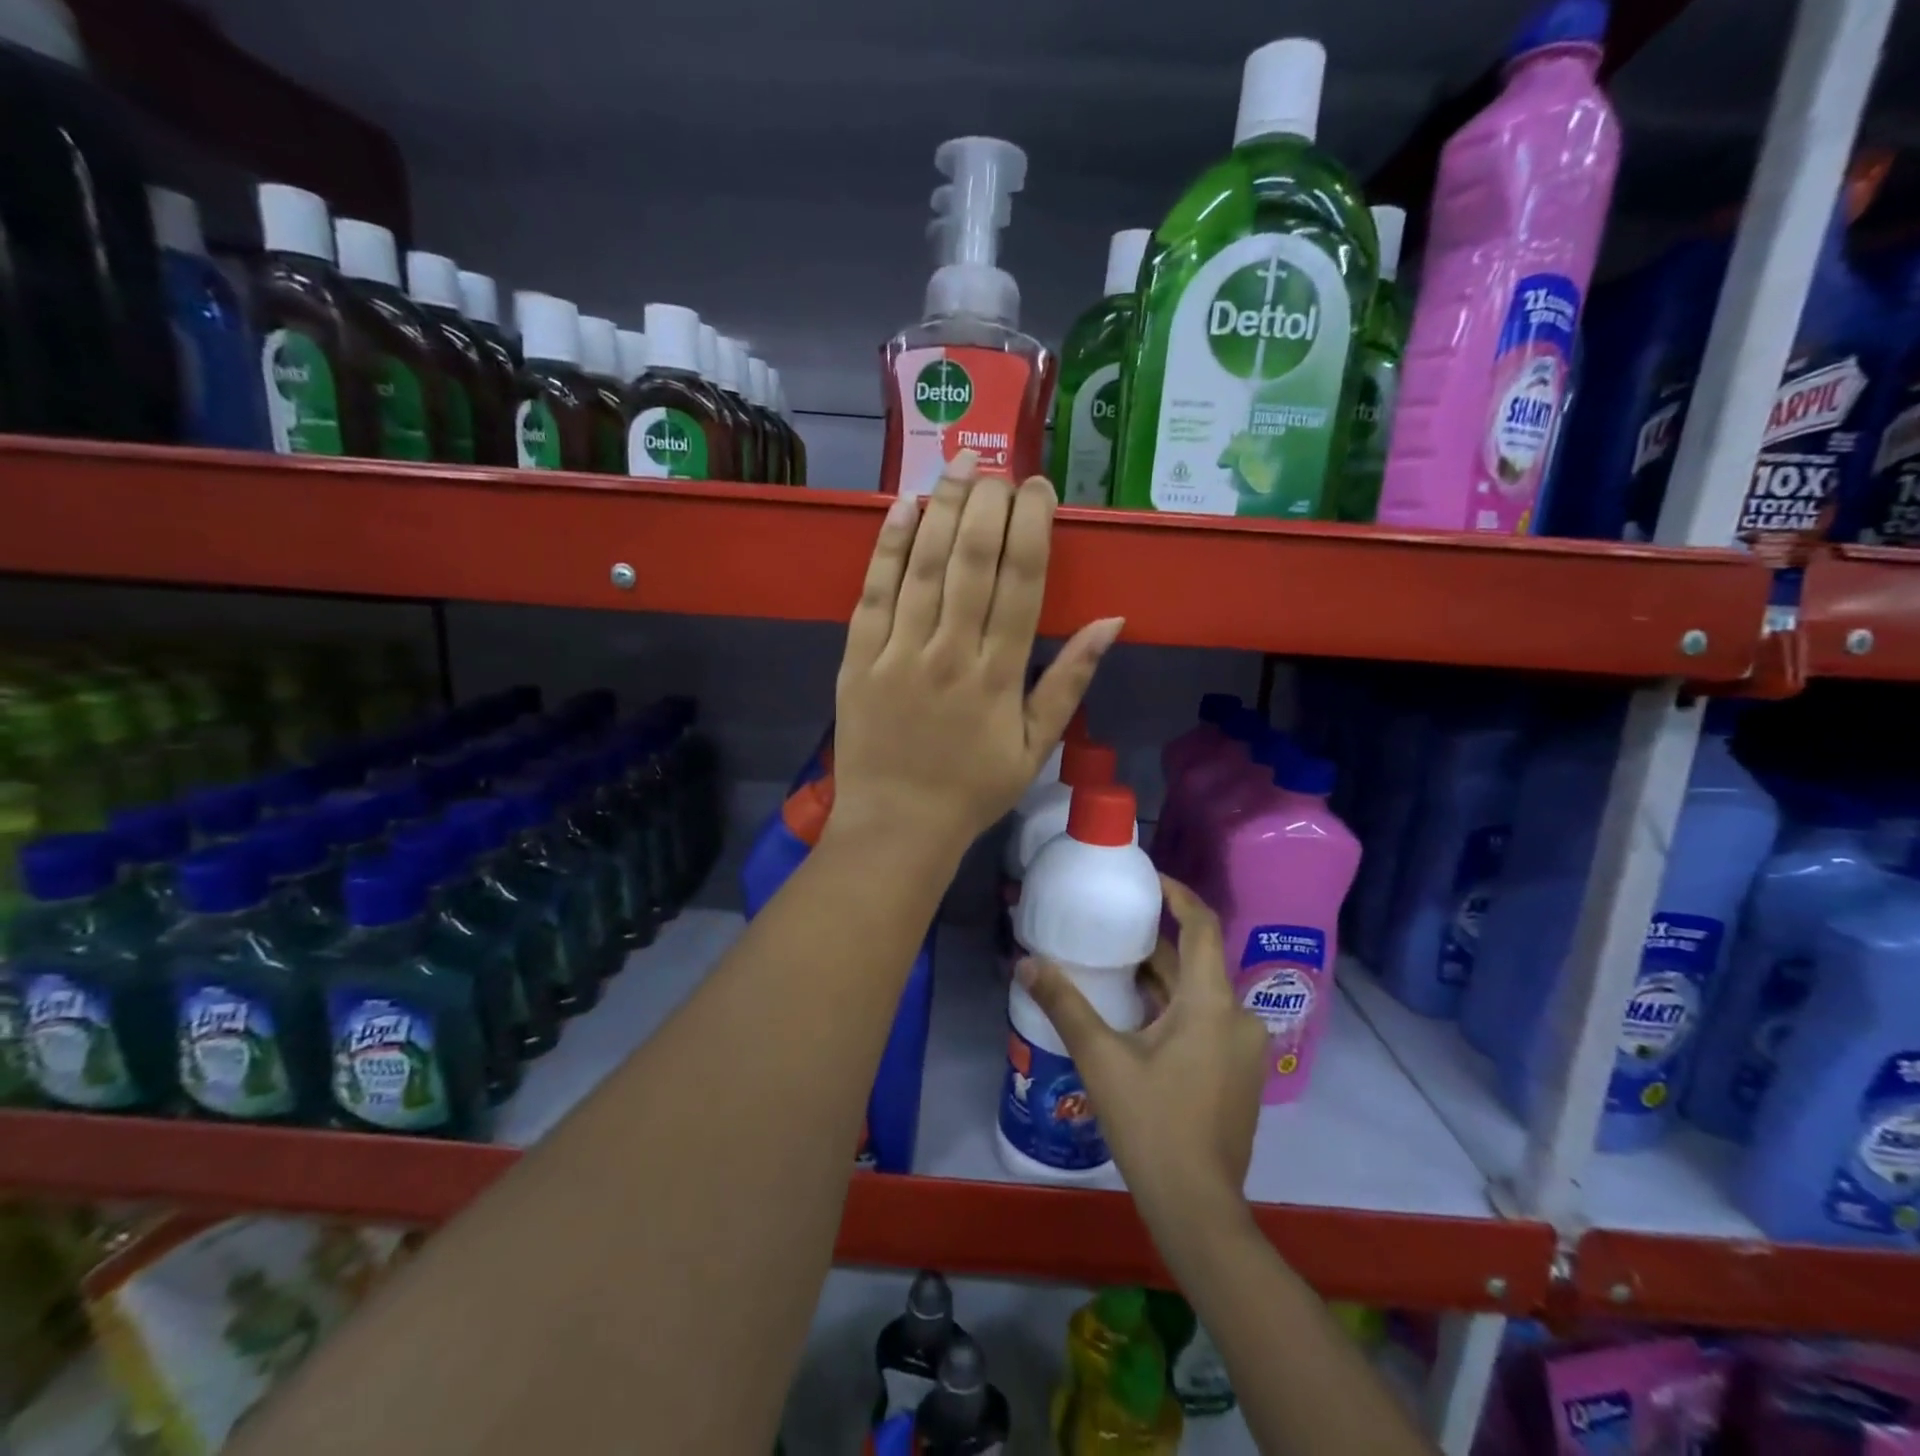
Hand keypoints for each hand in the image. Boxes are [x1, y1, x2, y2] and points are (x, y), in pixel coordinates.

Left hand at [829, 452, 1123, 855]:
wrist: (897, 825)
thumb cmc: (972, 790)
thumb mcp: (1035, 747)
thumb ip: (1069, 682)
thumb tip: (1112, 622)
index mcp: (999, 676)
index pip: (1021, 583)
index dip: (1032, 528)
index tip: (1039, 489)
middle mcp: (951, 653)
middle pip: (973, 561)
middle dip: (989, 504)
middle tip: (1000, 467)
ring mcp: (899, 653)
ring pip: (924, 566)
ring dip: (944, 508)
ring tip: (961, 464)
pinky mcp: (857, 658)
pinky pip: (874, 592)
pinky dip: (889, 546)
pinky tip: (904, 506)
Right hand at [1015, 877, 1267, 1224]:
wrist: (1197, 1208)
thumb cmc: (1151, 1123)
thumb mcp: (1101, 1058)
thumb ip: (1064, 1004)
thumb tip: (1026, 962)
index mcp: (1212, 1002)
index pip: (1202, 925)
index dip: (1177, 894)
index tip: (1147, 878)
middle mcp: (1237, 1016)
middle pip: (1196, 962)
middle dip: (1154, 942)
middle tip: (1110, 927)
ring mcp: (1242, 1048)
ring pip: (1198, 994)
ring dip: (1160, 979)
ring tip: (1113, 967)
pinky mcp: (1237, 1074)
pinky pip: (1205, 1021)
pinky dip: (1173, 1008)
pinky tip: (1135, 1018)